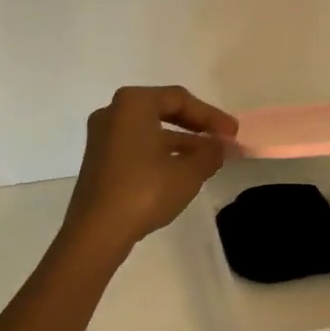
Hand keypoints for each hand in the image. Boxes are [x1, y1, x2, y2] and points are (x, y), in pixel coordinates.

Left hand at [61, 86, 237, 256]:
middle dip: (197, 127)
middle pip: (163, 110)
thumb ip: (210, 153)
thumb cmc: (145, 190)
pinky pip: (137, 146)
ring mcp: (103, 137)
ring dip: (181, 143)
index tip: (232, 133)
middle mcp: (113, 112)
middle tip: (223, 141)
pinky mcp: (99, 160)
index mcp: (133, 103)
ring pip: (150, 131)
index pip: (180, 99)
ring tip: (209, 160)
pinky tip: (182, 172)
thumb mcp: (188, 172)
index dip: (211, 115)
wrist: (96, 231)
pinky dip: (161, 153)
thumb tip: (221, 146)